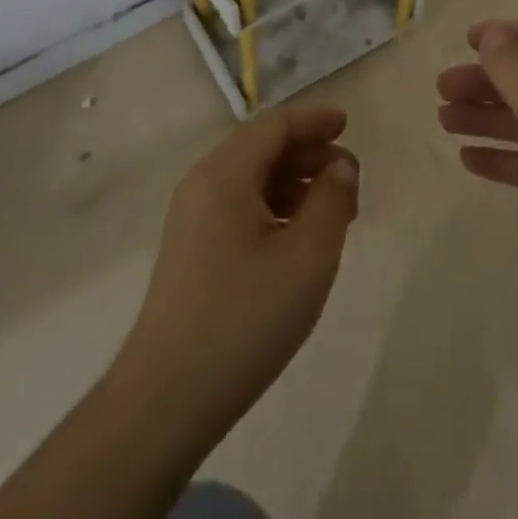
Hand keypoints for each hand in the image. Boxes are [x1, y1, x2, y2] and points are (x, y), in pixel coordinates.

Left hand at [114, 103, 358, 447]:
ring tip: (333, 211)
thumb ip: (332, 202)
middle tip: (350, 179)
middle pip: (262, 148)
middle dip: (309, 154)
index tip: (348, 124)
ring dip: (295, 183)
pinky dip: (275, 207)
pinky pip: (240, 206)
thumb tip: (340, 168)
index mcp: (224, 173)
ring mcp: (192, 218)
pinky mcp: (192, 249)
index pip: (275, 124)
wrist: (167, 398)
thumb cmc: (244, 319)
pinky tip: (299, 237)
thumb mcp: (306, 258)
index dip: (314, 120)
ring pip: (252, 179)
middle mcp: (202, 184)